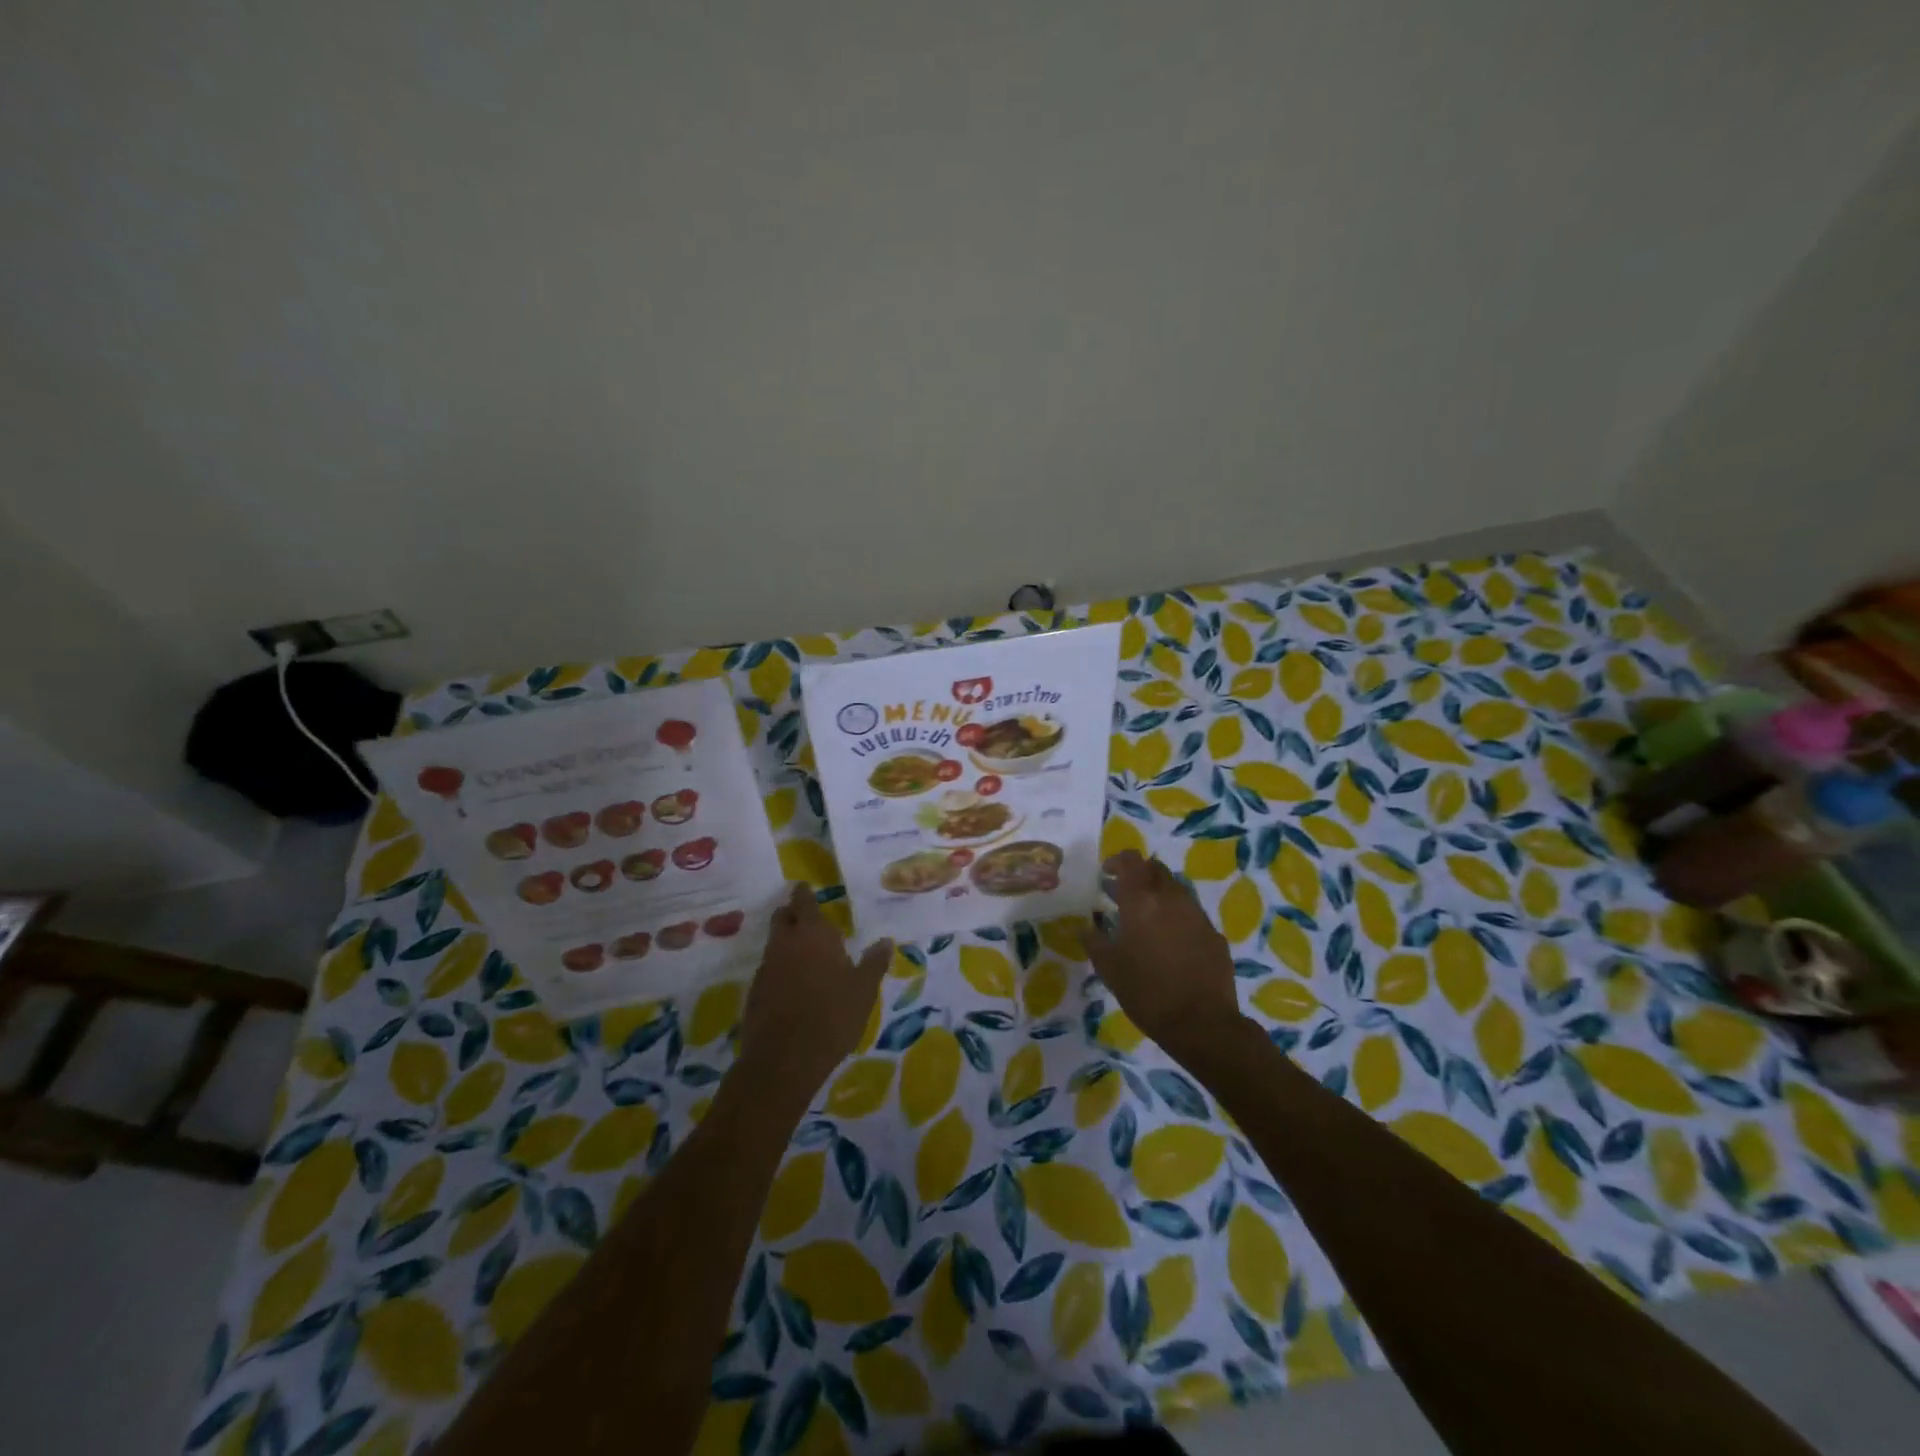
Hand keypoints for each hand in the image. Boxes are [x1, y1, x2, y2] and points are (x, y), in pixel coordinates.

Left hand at [737, 884, 891, 1107]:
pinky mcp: (755, 992)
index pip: (804, 902)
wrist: (784, 1060)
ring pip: (774, 943)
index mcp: (813, 934)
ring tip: (805, 951)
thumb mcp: (863, 990)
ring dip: (786, 941)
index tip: (806, 887)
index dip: (805, 893)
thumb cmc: (832, 1016)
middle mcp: (786, 943)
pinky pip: (770, 968)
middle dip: (792, 912)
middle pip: (783, 917)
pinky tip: (794, 983)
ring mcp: (766, 967)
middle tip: (806, 916)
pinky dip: (781, 967)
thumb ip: (874, 962)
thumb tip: (885, 940)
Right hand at [1083, 850, 1245, 1054]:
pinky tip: (1171, 942)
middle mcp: (1171, 898)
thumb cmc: (1146, 992)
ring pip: (1176, 889)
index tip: (1107, 875)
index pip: (1131, 860)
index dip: (1118, 861)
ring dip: (1159, 895)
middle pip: (1156, 869)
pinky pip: (1192, 913)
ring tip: (1147, 919)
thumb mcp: (1108, 968)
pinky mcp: (1214, 934)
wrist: (1201, 1023)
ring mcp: (1197, 914)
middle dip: (1139, 875)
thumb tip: (1087, 927)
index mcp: (1142, 900)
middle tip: (1124, 895)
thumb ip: (1094, 940)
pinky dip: (1178, 917)